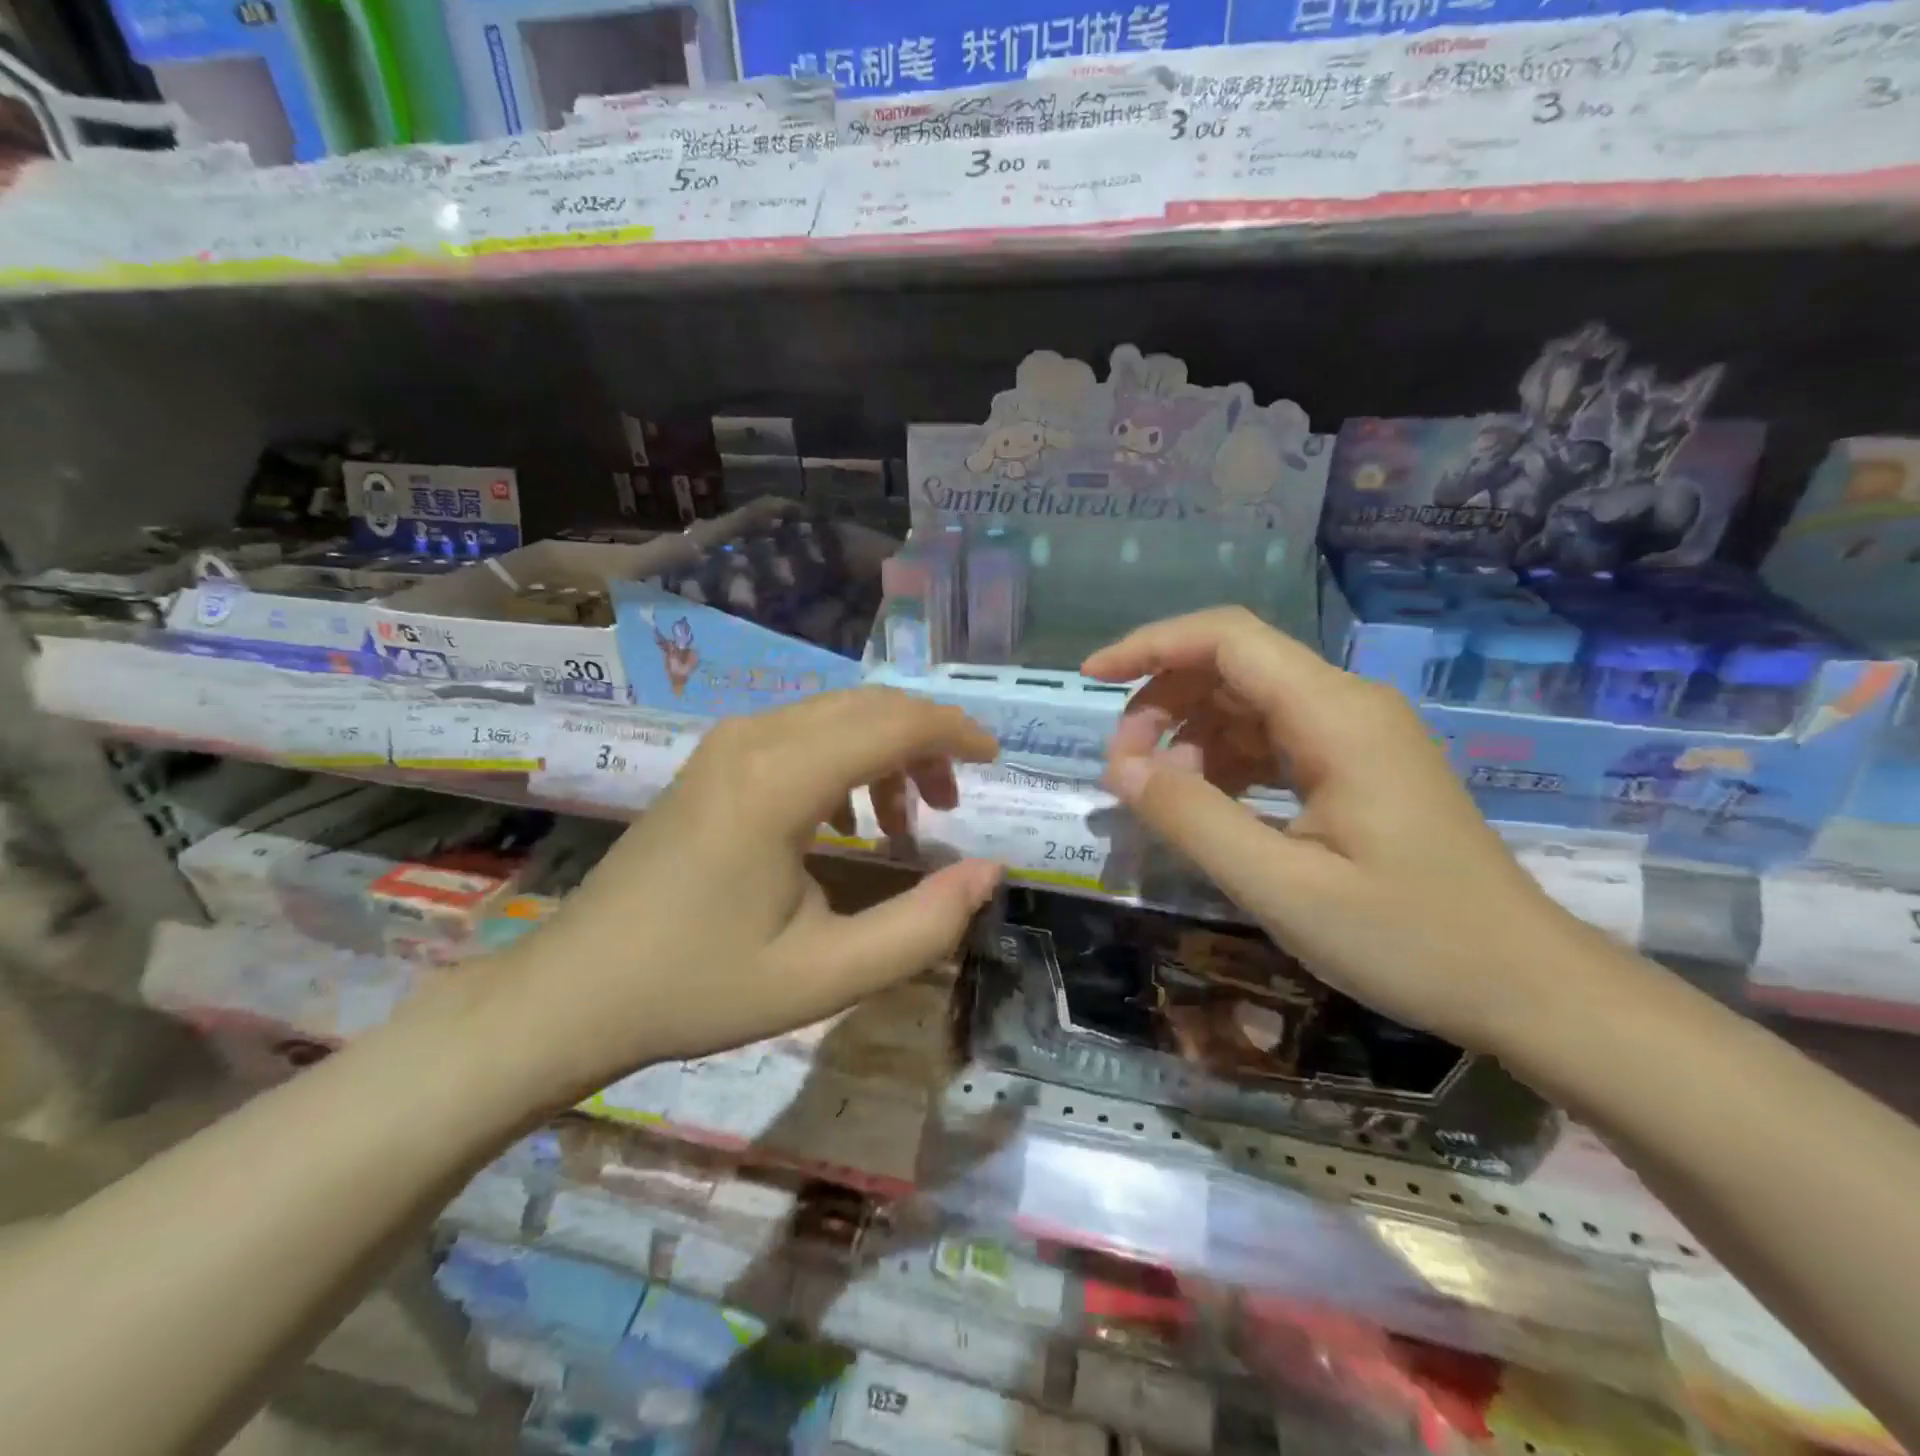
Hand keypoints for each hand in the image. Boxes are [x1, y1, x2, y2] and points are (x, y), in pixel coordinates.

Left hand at [480, 689, 1002, 1104]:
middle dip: (926, 740)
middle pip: (868, 705)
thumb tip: (987, 871)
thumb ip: (922, 925)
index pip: (892, 723)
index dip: (954, 733)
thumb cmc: (701, 986)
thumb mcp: (827, 975)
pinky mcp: (714, 759)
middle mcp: (753, 740)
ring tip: (905, 822)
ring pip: (836, 713)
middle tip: (953, 802)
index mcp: (779, 782)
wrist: (578, 989)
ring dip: (886, 749)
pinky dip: (847, 757)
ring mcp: (727, 743)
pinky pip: (802, 731)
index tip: (995, 761)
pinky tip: (847, 821)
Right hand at [1083, 608, 1596, 1052]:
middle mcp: (1347, 706)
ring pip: (1247, 703)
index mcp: (1336, 716)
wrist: (1525, 986)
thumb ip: (1193, 819)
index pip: (1228, 639)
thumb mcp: (1282, 887)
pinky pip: (1272, 740)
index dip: (1152, 645)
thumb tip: (1120, 767)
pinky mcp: (1357, 767)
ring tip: (1159, 794)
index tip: (1091, 678)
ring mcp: (1356, 735)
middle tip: (1123, 768)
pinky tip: (1208, 805)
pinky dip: (1224, 761)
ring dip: (1189, 735)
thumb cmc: (1409, 940)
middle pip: (1233, 666)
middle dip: (1163, 701)